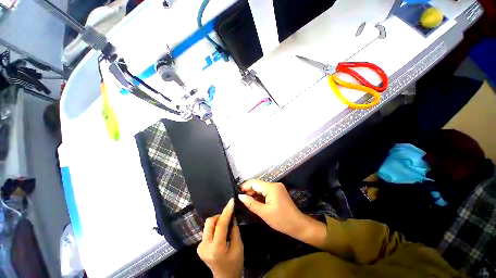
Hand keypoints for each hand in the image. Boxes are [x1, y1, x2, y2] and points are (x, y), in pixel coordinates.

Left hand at [197, 199, 242, 277]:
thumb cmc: (234, 264)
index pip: (220, 225)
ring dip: (217, 221)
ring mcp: (200, 246)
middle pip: (210, 222)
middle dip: (220, 216)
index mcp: (216, 249)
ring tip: (226, 225)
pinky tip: (221, 232)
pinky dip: (215, 227)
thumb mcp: (238, 246)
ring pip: (208, 225)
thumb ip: (234, 230)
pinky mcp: (199, 246)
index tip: (231, 201)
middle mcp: (205, 246)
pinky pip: (207, 230)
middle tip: (229, 217)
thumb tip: (232, 216)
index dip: (226, 211)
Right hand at [238, 180, 326, 247]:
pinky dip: (261, 195)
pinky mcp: (278, 191)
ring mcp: (277, 187)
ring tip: (248, 201)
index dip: (245, 186)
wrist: (298, 224)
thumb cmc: (281, 220)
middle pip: (258, 184)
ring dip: (255, 193)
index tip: (238, 192)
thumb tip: (240, 196)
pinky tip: (256, 201)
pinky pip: (266, 190)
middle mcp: (274, 184)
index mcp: (271, 188)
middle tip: (242, 199)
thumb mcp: (264, 213)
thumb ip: (251, 203)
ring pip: (262, 187)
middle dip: (250, 190)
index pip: (255, 183)